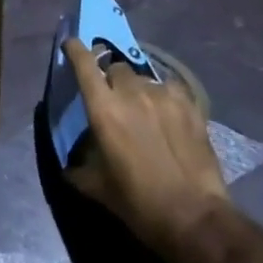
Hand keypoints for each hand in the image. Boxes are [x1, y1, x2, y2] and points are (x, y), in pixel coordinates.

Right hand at [63, 38, 231, 261]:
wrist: (194, 217)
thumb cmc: (139, 204)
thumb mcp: (99, 190)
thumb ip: (79, 170)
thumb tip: (68, 165)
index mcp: (104, 109)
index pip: (84, 64)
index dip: (75, 50)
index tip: (71, 45)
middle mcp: (131, 92)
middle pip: (115, 68)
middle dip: (111, 80)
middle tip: (115, 101)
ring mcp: (162, 94)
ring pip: (143, 78)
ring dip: (138, 90)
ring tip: (145, 113)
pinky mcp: (188, 103)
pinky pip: (169, 88)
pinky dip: (163, 97)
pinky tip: (168, 115)